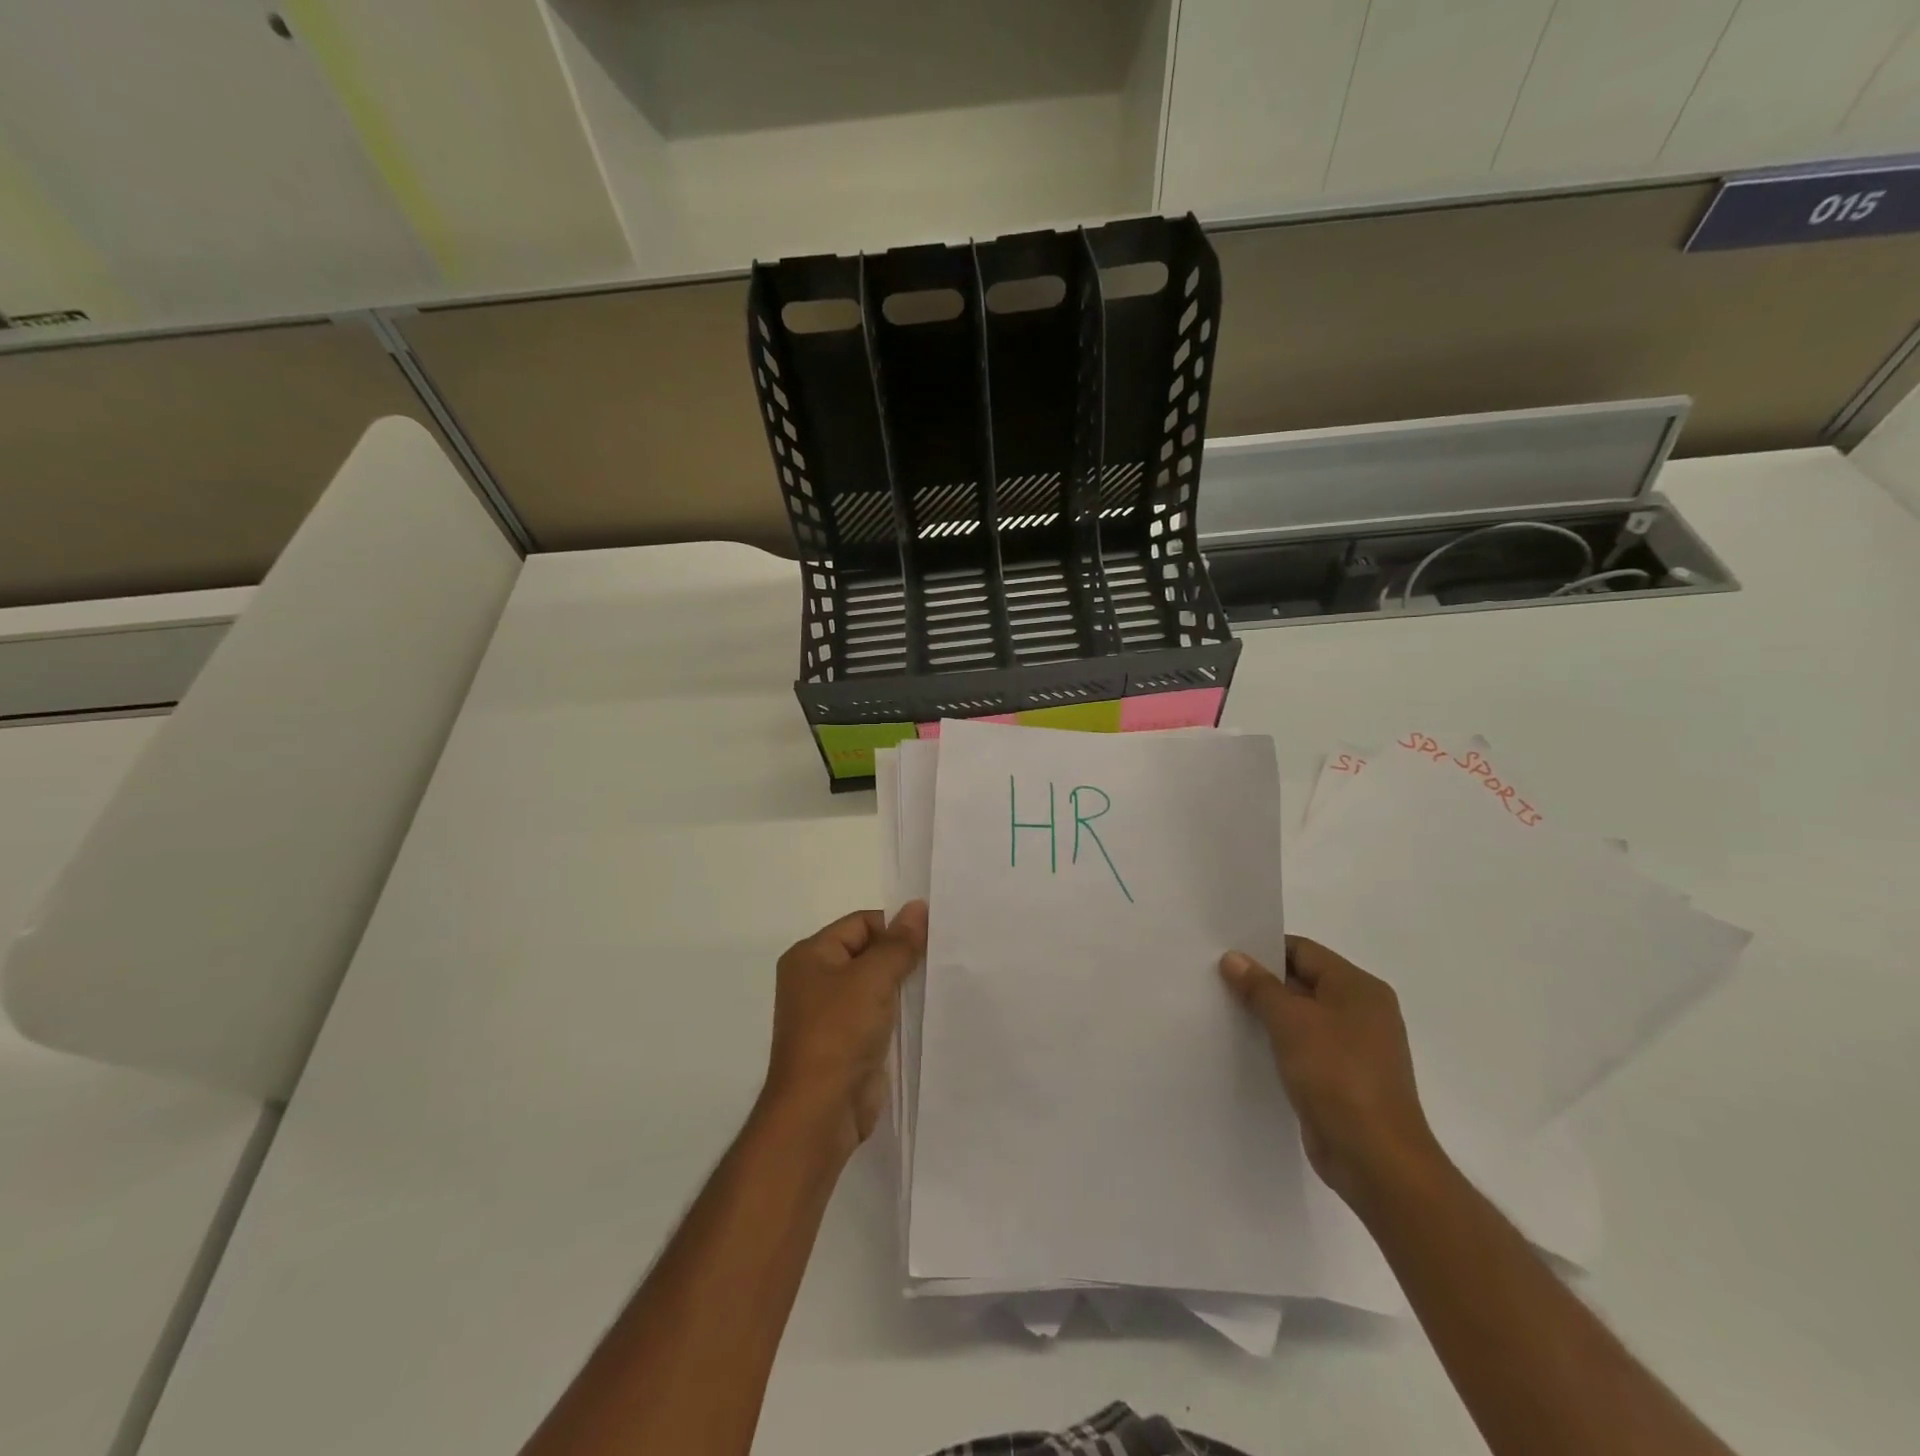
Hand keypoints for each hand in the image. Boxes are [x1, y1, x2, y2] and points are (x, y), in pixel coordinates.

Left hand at [762, 902, 927, 1159]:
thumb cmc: (839, 1033)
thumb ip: (899, 943)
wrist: (820, 1112)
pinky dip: (901, 1012)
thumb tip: (917, 907)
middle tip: (942, 955)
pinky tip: (929, 1011)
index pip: (861, 923)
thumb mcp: (872, 979)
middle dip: (902, 955)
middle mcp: (817, 980)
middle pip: (868, 952)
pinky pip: (879, 1014)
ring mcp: (832, 1014)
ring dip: (904, 985)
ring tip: (941, 980)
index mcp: (811, 956)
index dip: (895, 927)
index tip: (932, 936)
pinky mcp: (848, 1042)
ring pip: (876, 985)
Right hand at [1219, 935, 1444, 1213]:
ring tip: (1226, 1012)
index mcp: (1359, 988)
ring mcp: (1355, 1047)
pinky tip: (1249, 1048)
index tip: (1226, 957)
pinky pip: (1306, 1048)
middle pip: (1303, 982)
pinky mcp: (1344, 1079)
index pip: (1303, 951)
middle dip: (1262, 983)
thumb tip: (1234, 958)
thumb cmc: (1337, 1075)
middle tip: (1217, 982)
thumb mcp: (1291, 1021)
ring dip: (1268, 1016)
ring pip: (1302, 1017)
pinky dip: (1280, 1044)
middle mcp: (1362, 1011)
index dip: (1264, 950)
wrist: (1375, 1158)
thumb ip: (1259, 986)